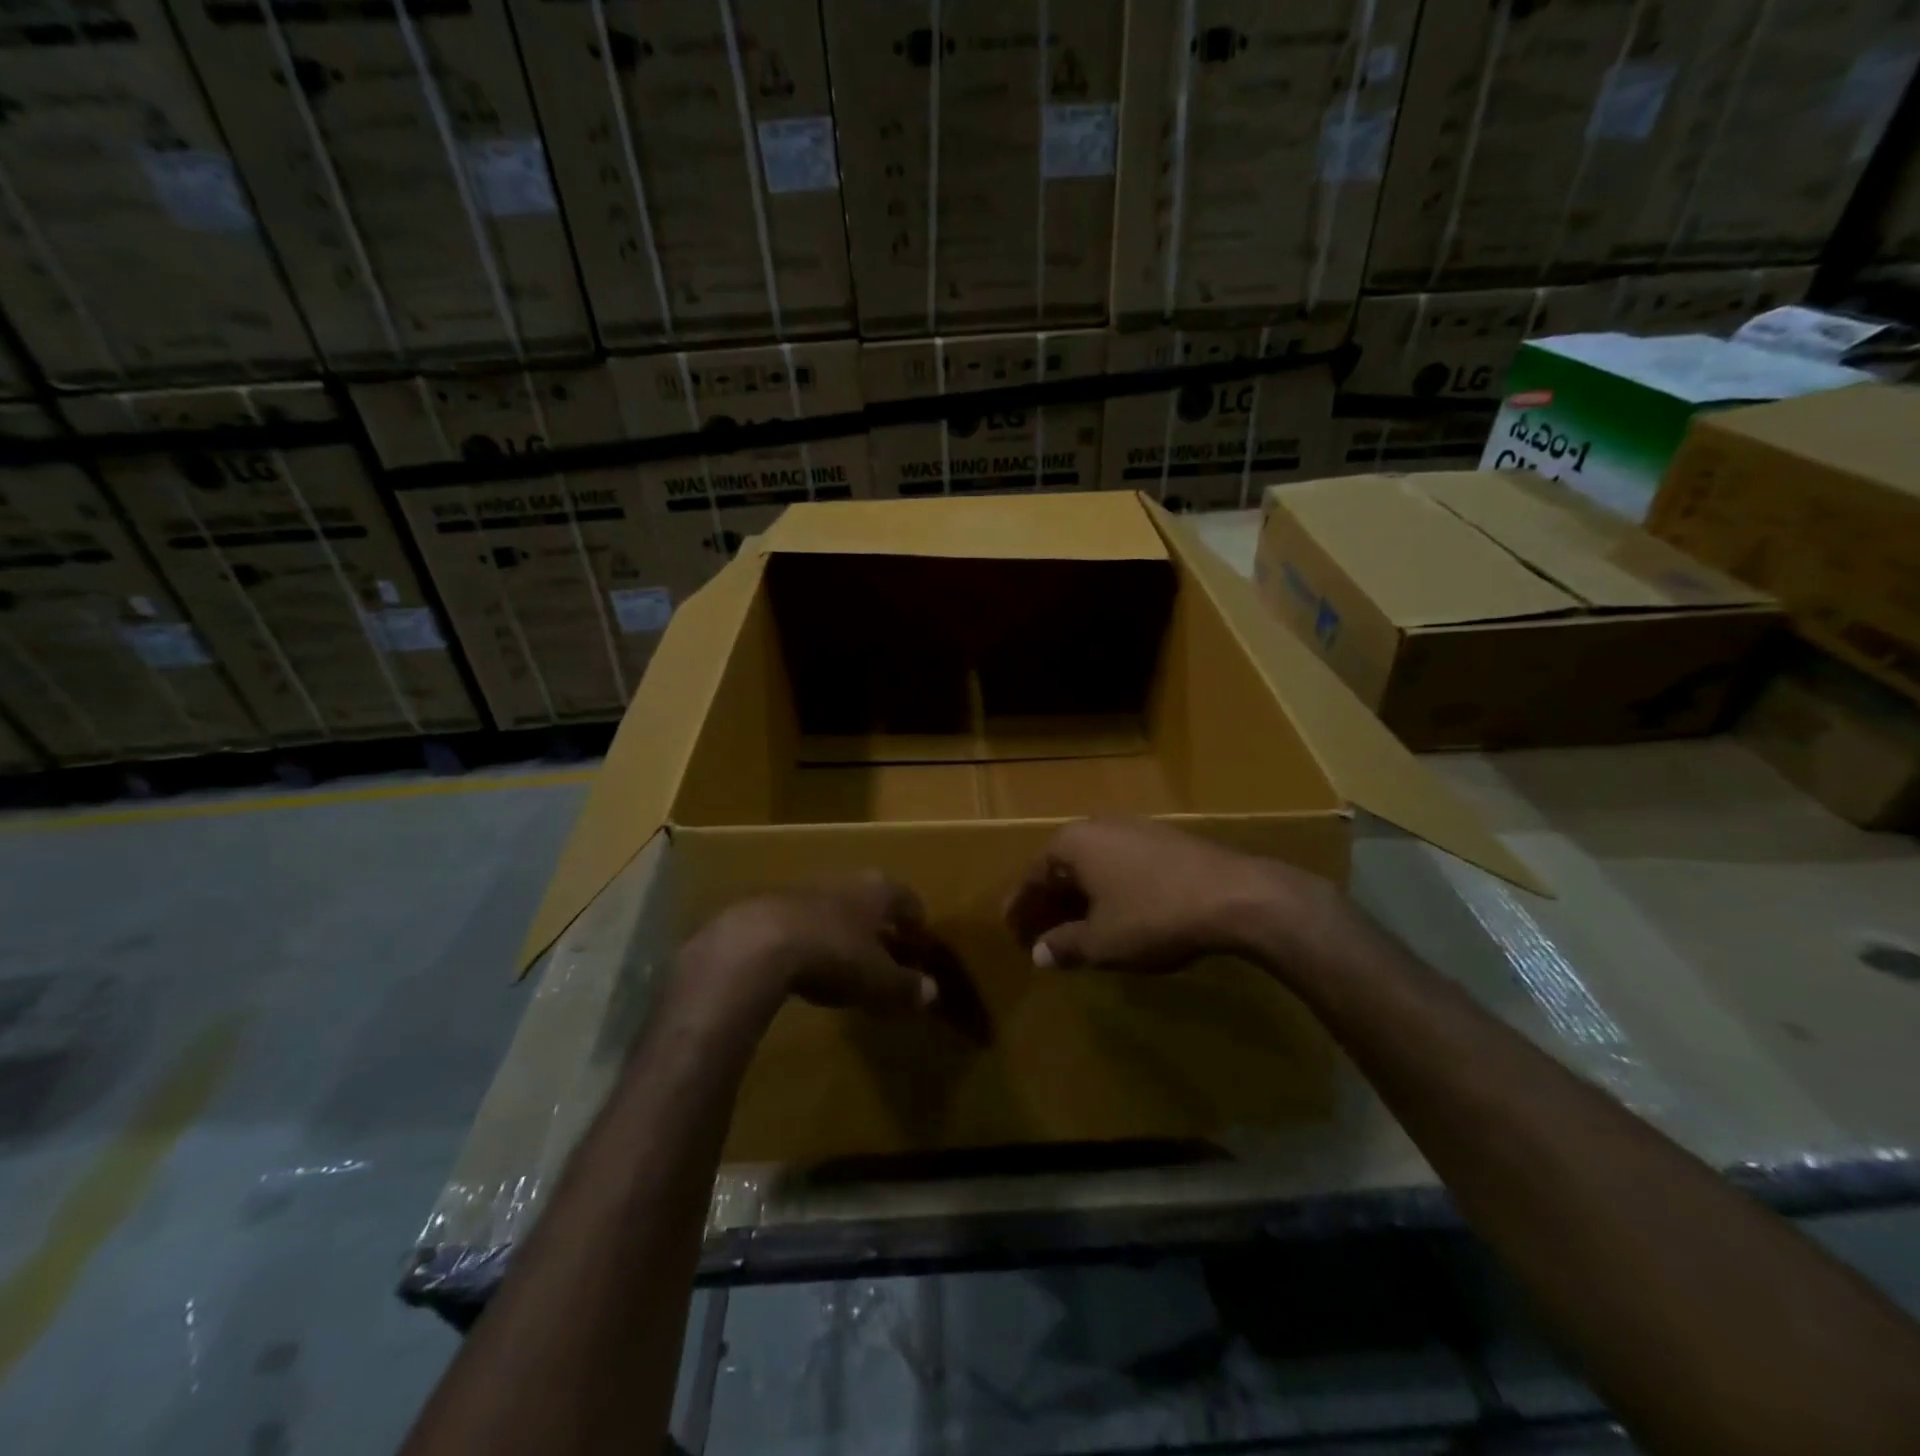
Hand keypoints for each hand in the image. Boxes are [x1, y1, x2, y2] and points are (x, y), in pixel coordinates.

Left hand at [676, 873, 939, 1028]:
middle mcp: (844, 880)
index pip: (907, 900)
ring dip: (842, 930)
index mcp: (877, 891)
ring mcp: (803, 889)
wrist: (755, 944)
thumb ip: (906, 986)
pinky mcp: (768, 905)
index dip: (916, 923)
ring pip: (834, 907)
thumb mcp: (878, 980)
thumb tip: (931, 991)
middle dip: (879, 925)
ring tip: (845, 960)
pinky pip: (801, 920)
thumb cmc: (833, 955)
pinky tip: (804, 962)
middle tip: (885, 953)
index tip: (919, 943)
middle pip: (870, 900)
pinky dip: (810, 938)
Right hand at [1005, 819, 1323, 972]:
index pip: (1033, 876)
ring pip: (1093, 866)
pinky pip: (1120, 866)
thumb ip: (1065, 946)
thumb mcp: (1102, 941)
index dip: (1021, 908)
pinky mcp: (1165, 841)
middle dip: (1049, 903)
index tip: (1012, 932)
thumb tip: (1040, 952)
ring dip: (1079, 898)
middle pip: (1062, 868)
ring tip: (1075, 929)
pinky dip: (1108, 891)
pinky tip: (1116, 915)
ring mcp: (1134, 830)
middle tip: (1039, 933)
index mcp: (1073, 844)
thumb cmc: (1153, 916)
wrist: (1234, 895)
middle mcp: (1098, 827)